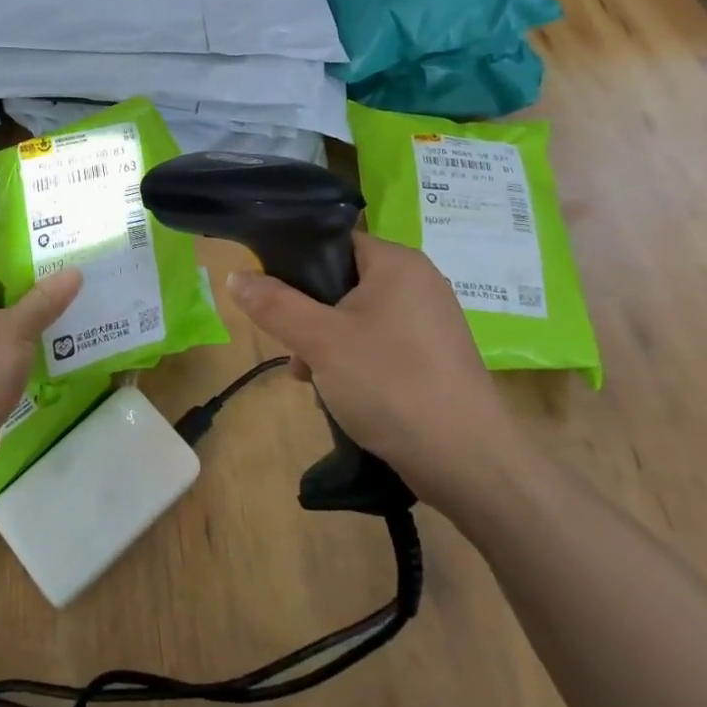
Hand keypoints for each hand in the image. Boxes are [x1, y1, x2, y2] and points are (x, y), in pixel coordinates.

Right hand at [225, 233, 522, 507]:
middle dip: (310, 316)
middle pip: (343, 283)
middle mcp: (419, 282)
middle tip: (294, 350)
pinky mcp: (437, 359)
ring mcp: (432, 323)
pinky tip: (342, 396)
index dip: (297, 265)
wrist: (470, 463)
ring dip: (329, 344)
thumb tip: (236, 275)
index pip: (334, 243)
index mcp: (397, 262)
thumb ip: (274, 304)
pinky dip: (358, 362)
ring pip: (360, 318)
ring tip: (312, 380)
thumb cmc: (391, 384)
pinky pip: (383, 346)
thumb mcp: (320, 341)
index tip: (273, 299)